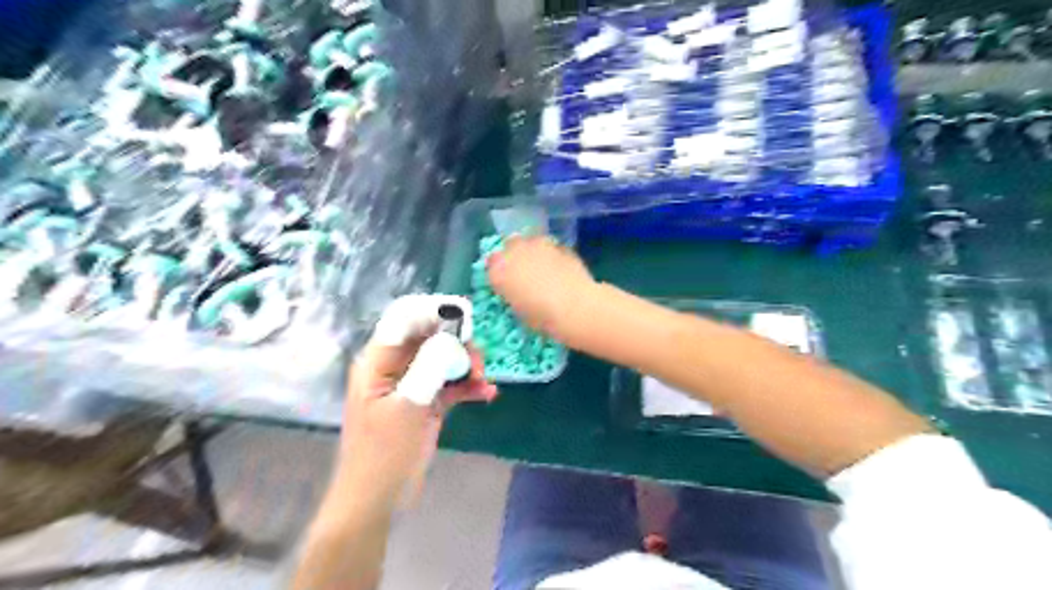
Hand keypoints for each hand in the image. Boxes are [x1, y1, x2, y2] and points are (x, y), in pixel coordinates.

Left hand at [337, 296, 500, 500]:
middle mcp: (396, 366)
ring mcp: (413, 384)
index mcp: (379, 361)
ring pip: (444, 357)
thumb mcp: (407, 408)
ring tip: (483, 379)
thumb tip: (452, 337)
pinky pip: (451, 383)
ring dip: (466, 363)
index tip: (464, 318)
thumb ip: (429, 367)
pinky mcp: (427, 402)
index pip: (405, 317)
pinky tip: (487, 393)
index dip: (434, 310)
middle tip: (476, 361)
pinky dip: (468, 385)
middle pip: (430, 335)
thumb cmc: (383, 455)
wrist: (376, 501)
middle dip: (457, 341)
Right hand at [487, 235, 595, 343]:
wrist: (574, 307)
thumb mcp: (518, 310)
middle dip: (516, 255)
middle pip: (510, 245)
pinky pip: (552, 248)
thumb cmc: (542, 318)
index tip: (507, 282)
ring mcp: (539, 245)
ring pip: (531, 242)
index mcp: (498, 270)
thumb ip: (513, 293)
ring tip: (544, 269)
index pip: (492, 264)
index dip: (500, 272)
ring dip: (534, 252)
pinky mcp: (560, 245)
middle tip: (524, 272)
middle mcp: (515, 251)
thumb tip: (519, 290)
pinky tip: (561, 269)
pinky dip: (553, 256)